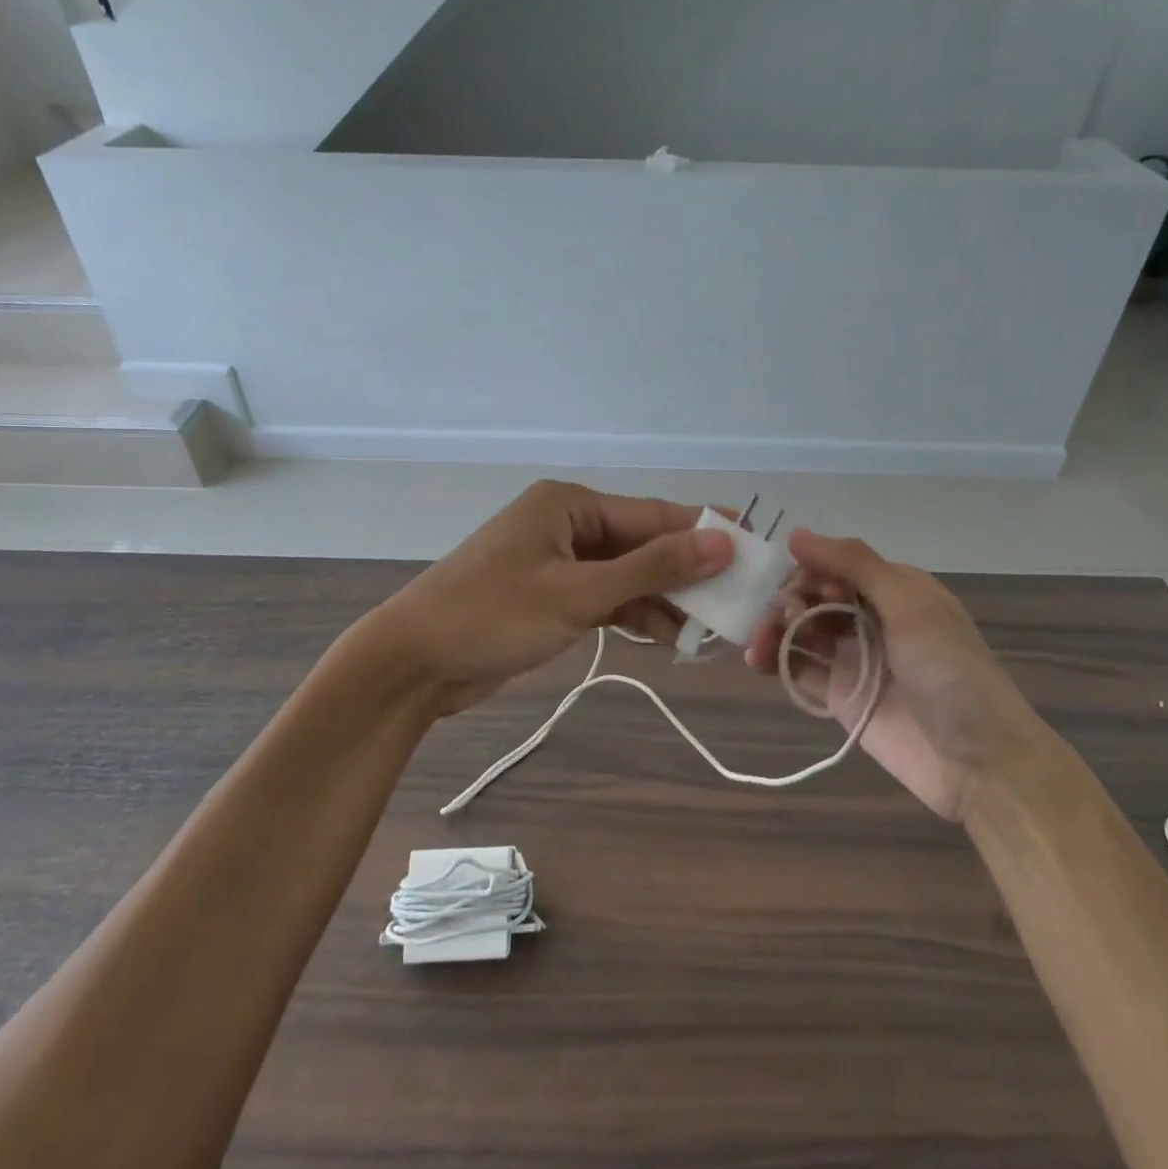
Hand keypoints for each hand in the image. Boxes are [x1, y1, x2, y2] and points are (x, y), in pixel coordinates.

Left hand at [362, 480, 732, 716]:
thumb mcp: (578, 592)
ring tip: (709, 628)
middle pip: (643, 544)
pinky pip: (607, 597)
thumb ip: (650, 568)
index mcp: (570, 504)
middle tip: (738, 600)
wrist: (413, 663)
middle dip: (686, 573)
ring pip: (628, 574)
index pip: (653, 515)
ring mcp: (559, 561)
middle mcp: (568, 524)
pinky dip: (634, 615)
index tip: (754, 550)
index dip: (704, 533)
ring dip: (664, 599)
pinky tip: (667, 636)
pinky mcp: (553, 596)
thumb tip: (720, 542)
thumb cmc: (493, 616)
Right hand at [744, 530, 1050, 823]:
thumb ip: (854, 564)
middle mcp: (869, 617)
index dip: (812, 570)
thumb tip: (795, 533)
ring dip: (774, 627)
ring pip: (800, 629)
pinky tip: (756, 661)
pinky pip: (798, 669)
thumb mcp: (909, 604)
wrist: (979, 762)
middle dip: (788, 598)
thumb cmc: (950, 671)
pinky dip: (773, 660)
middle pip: (813, 595)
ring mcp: (852, 657)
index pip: (835, 564)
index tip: (805, 588)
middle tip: (783, 616)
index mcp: (893, 589)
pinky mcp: (838, 695)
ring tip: (759, 644)